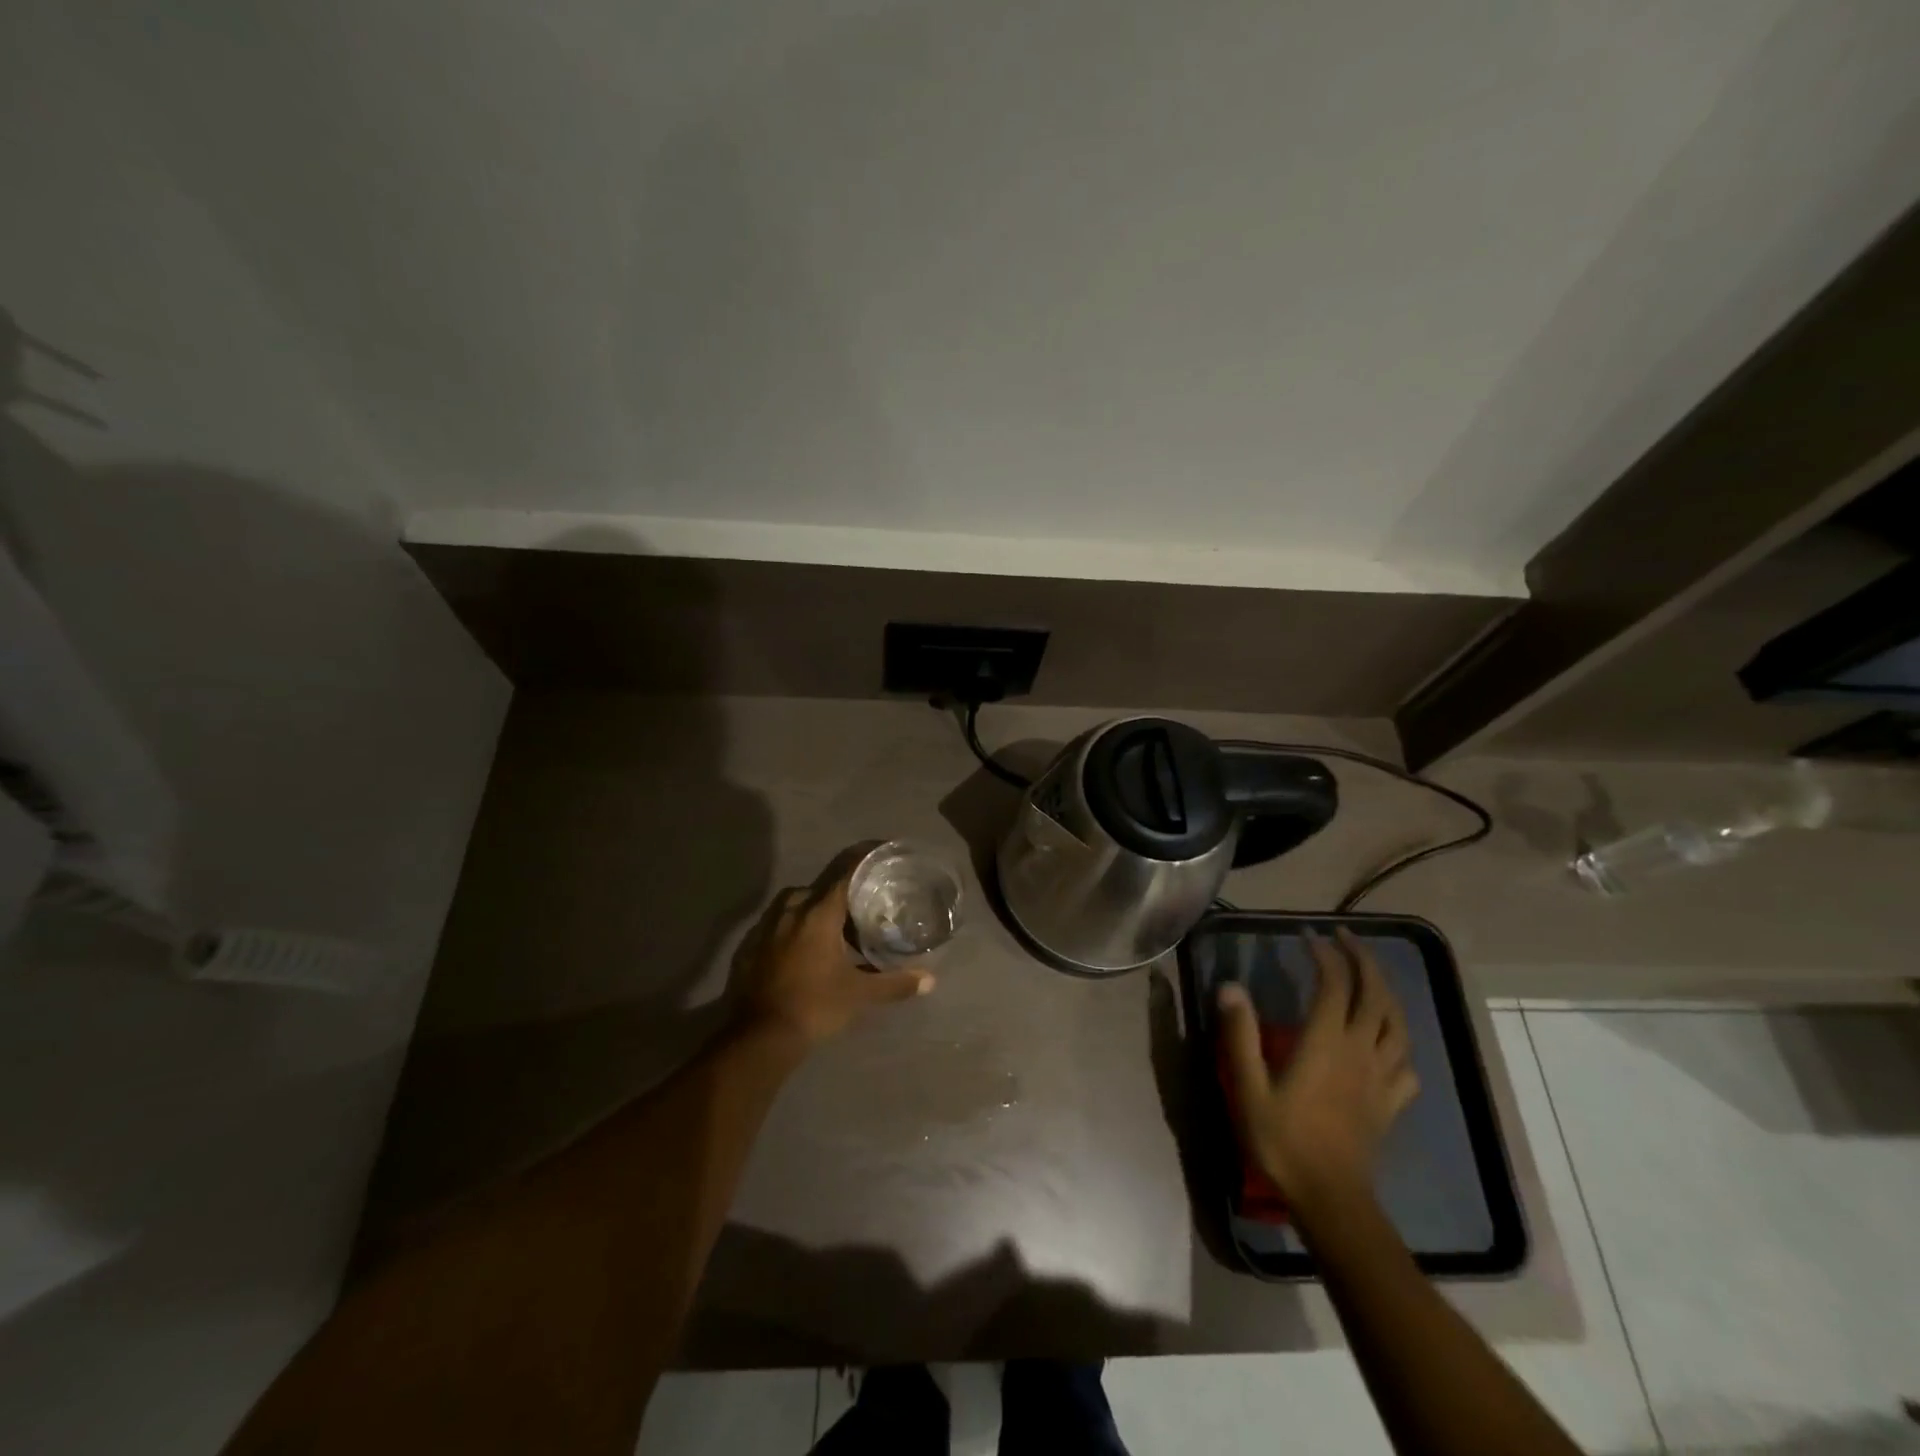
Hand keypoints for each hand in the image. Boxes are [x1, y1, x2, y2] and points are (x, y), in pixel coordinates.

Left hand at [735, 868, 933, 1046]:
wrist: (758, 1037)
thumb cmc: (815, 1006)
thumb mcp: (859, 995)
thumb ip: (895, 983)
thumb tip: (930, 980)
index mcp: (818, 913)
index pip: (844, 874)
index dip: (863, 862)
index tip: (879, 855)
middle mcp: (790, 911)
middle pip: (818, 889)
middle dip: (838, 894)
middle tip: (858, 907)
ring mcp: (765, 928)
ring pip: (794, 905)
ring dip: (813, 911)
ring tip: (832, 930)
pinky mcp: (749, 947)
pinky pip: (775, 926)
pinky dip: (792, 930)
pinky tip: (803, 950)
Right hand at [1216, 927, 1417, 1208]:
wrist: (1332, 1200)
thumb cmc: (1284, 1141)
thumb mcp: (1249, 1088)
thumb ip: (1240, 1036)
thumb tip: (1230, 987)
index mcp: (1327, 1042)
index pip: (1334, 984)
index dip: (1324, 954)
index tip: (1307, 936)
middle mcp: (1360, 1051)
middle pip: (1374, 994)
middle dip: (1362, 960)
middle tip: (1345, 938)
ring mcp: (1380, 1078)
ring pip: (1397, 1024)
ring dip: (1386, 992)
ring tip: (1371, 977)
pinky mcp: (1390, 1103)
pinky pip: (1405, 1063)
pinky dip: (1399, 1042)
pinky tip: (1389, 1042)